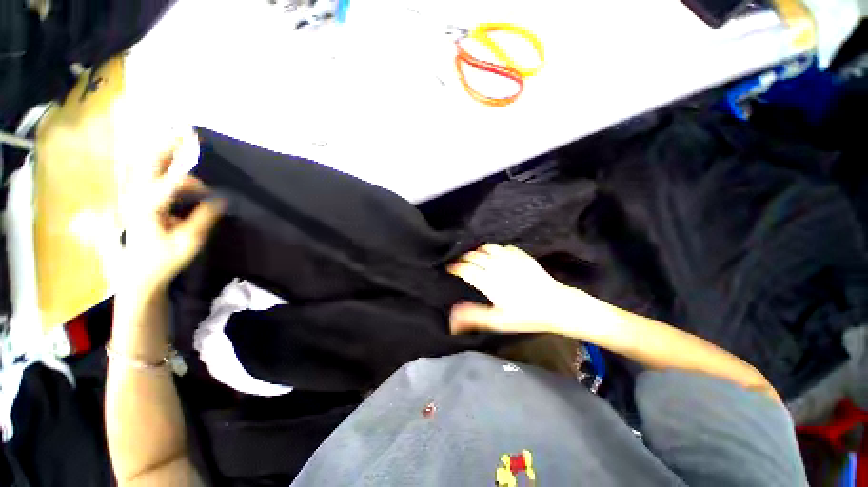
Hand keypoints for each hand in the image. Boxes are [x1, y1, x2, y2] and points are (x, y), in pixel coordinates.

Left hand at [120, 133, 223, 293]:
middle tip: (186, 132)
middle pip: (150, 164)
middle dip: (168, 146)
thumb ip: (205, 217)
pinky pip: (150, 177)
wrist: (139, 274)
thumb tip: (222, 198)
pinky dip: (164, 167)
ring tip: (183, 142)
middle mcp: (138, 197)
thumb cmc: (164, 259)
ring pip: (148, 167)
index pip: (172, 182)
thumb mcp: (189, 241)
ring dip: (166, 153)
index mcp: (149, 208)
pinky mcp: (140, 201)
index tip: (203, 153)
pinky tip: (178, 166)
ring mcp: (136, 198)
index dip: (191, 167)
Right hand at [447, 244, 572, 334]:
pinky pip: (503, 246)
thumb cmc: (525, 316)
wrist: (556, 305)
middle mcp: (497, 266)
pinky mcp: (521, 255)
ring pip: (487, 247)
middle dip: (463, 258)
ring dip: (478, 251)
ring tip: (474, 256)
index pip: (466, 269)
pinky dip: (494, 249)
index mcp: (489, 281)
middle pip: (474, 256)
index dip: (455, 267)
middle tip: (458, 262)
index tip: (449, 268)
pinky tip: (495, 255)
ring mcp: (510, 258)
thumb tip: (452, 317)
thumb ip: (474, 316)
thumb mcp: (498, 321)